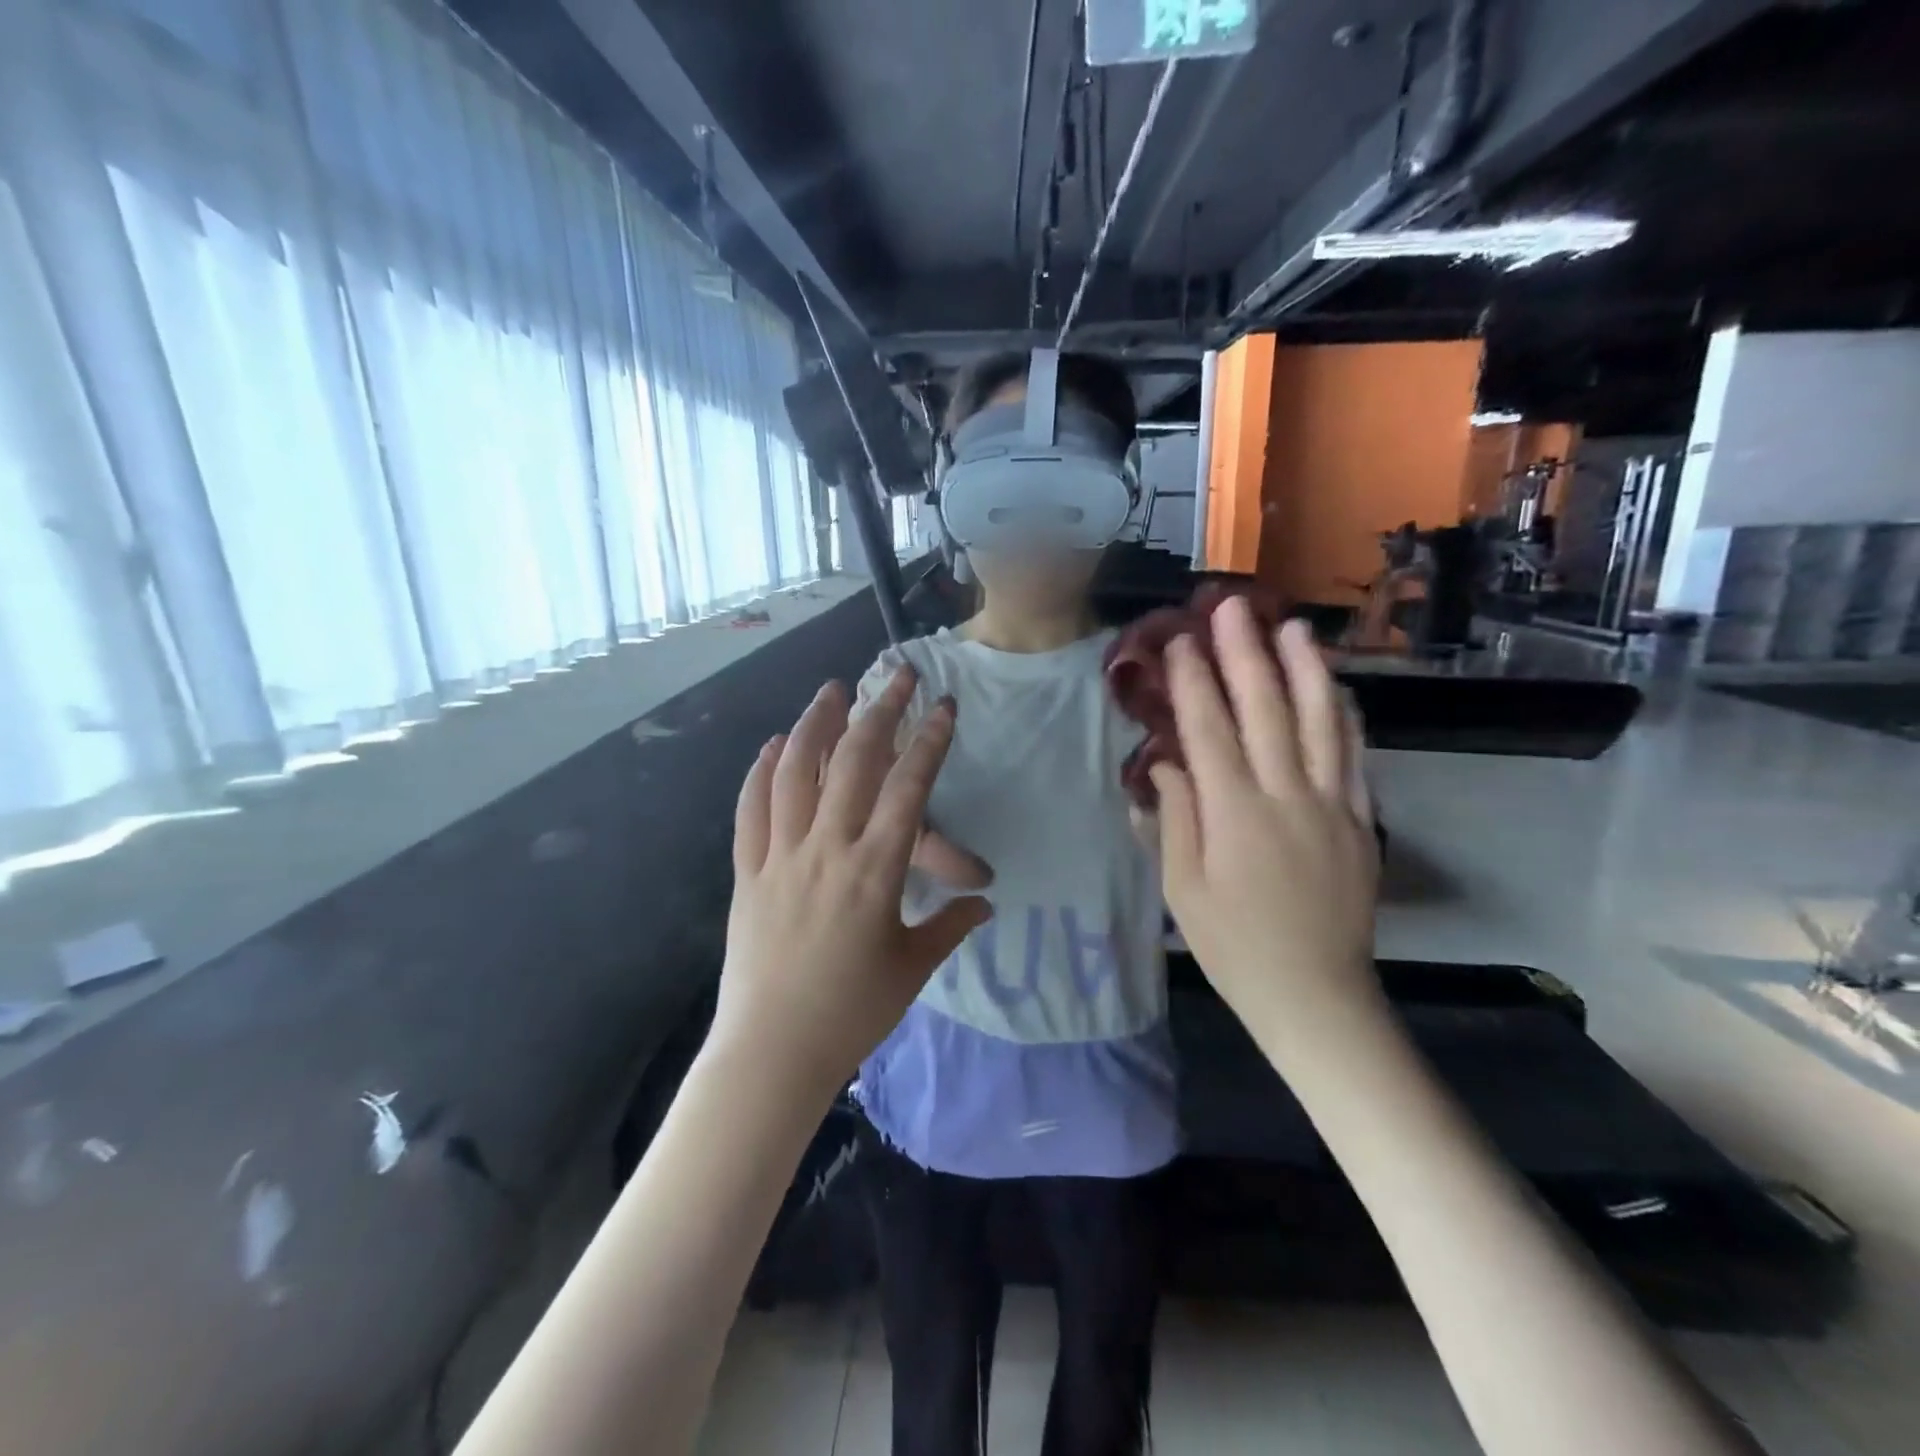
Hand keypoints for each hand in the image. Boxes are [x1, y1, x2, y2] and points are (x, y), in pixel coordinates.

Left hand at [716, 667, 992, 1095]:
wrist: (773, 1051)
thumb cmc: (852, 1012)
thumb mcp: (912, 967)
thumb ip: (950, 925)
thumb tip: (984, 902)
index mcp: (875, 870)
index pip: (908, 788)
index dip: (929, 742)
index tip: (943, 706)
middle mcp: (827, 848)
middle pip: (853, 763)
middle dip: (879, 712)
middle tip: (896, 675)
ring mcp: (781, 856)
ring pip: (796, 773)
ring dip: (816, 724)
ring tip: (832, 689)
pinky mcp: (748, 871)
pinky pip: (752, 810)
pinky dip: (763, 771)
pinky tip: (775, 744)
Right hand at [1149, 601, 1379, 1040]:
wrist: (1315, 993)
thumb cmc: (1233, 945)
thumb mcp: (1182, 888)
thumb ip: (1174, 818)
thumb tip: (1165, 764)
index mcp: (1234, 814)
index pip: (1209, 731)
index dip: (1193, 682)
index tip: (1180, 642)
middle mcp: (1286, 796)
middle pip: (1265, 711)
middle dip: (1245, 654)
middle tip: (1232, 608)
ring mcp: (1332, 804)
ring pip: (1320, 722)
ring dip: (1304, 669)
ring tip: (1292, 626)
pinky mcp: (1360, 819)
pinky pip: (1355, 755)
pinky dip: (1344, 715)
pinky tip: (1336, 687)